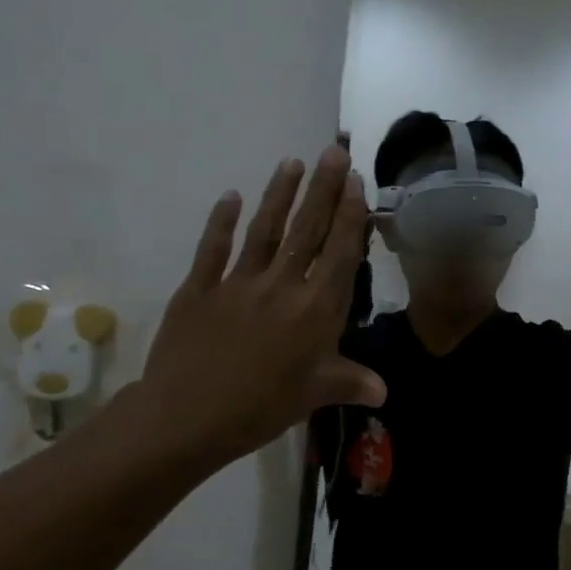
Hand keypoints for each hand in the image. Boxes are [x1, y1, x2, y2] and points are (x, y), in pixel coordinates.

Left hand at [132, 146, 386, 473]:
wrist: (185, 418)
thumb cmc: (261, 407)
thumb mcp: (315, 395)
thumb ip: (351, 383)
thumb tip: (385, 391)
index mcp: (316, 309)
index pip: (340, 253)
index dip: (350, 216)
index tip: (356, 183)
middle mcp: (282, 285)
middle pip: (308, 230)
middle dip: (324, 189)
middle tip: (334, 152)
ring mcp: (238, 283)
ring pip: (265, 230)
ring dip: (280, 194)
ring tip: (292, 162)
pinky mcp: (199, 289)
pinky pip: (213, 249)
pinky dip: (222, 221)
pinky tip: (232, 196)